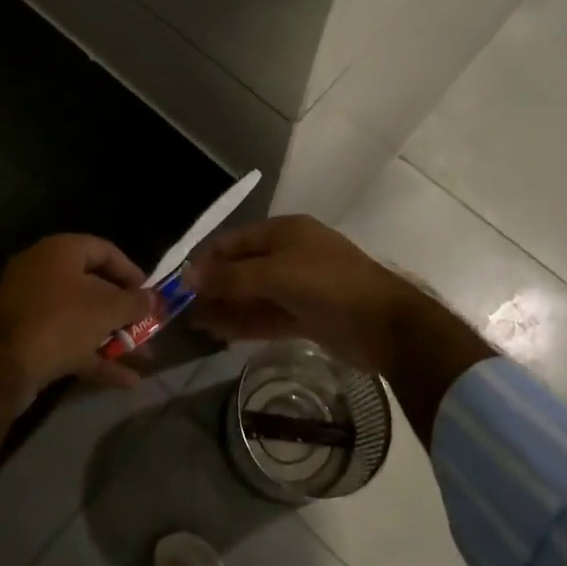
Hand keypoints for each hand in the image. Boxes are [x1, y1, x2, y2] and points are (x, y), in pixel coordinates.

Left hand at [0, 235, 157, 396]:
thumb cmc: (61, 322)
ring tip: (144, 358)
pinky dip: (93, 354)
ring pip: (81, 317)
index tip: (150, 294)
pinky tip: (125, 380)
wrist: (4, 368)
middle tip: (148, 327)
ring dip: (113, 337)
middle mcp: (43, 270)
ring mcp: (31, 305)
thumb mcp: (107, 310)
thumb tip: (153, 298)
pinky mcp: (26, 336)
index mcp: (60, 251)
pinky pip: (66, 339)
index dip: (132, 272)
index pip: (105, 250)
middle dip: (125, 312)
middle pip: (94, 286)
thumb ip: (135, 302)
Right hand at [186, 216, 433, 376]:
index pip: (235, 240)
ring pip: (253, 295)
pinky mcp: (306, 316)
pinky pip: (267, 315)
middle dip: (214, 287)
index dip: (208, 259)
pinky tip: (219, 334)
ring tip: (194, 325)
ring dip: (226, 308)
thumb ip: (232, 277)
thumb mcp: (276, 274)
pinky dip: (244, 323)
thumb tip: (188, 277)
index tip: (180, 282)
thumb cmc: (329, 285)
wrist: (386, 325)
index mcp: (285, 232)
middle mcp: (290, 254)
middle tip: (182, 309)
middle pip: (243, 268)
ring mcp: (299, 286)